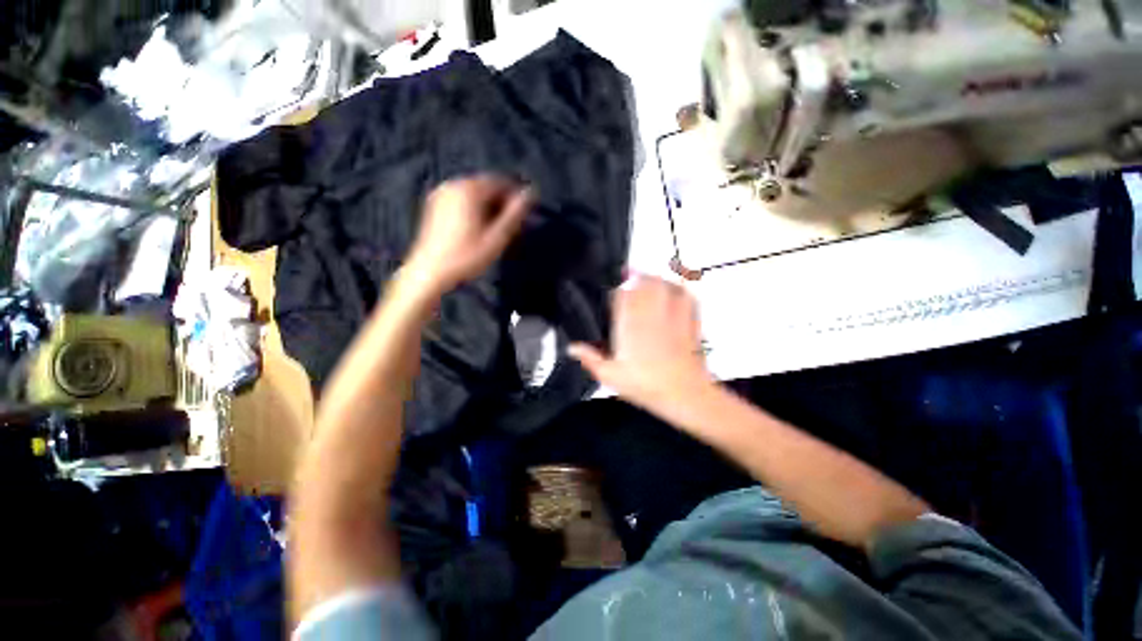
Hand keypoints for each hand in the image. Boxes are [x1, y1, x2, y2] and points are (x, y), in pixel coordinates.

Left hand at [406, 175, 532, 292]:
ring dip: (488, 207)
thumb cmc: (466, 256)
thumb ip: (515, 214)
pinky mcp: (435, 205)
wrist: (430, 271)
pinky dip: (474, 210)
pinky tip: (476, 230)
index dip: (515, 197)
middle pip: (486, 187)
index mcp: (469, 189)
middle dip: (501, 203)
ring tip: (494, 231)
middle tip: (509, 227)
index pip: (501, 182)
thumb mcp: (497, 237)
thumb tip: (531, 193)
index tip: (523, 217)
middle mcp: (453, 185)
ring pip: (474, 194)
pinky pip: (462, 200)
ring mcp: (441, 194)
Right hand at [570, 275, 711, 409]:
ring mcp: (672, 316)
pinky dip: (679, 289)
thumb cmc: (647, 386)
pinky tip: (675, 288)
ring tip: (647, 278)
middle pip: (644, 283)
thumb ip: (590, 359)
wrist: (685, 395)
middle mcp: (650, 315)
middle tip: (629, 275)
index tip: (614, 290)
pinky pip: (686, 297)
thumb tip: (572, 348)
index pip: (622, 295)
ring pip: (663, 285)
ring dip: (654, 278)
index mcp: (630, 325)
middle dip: (635, 276)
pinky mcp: (689, 321)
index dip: (617, 288)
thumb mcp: (611, 376)